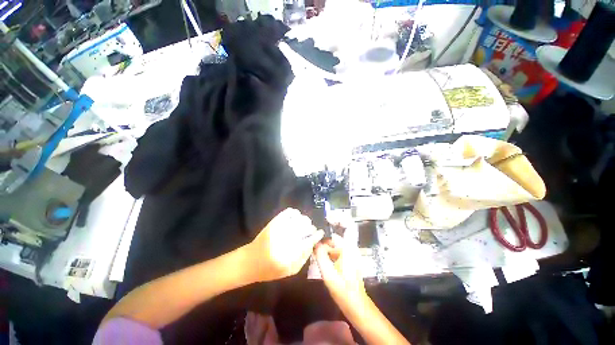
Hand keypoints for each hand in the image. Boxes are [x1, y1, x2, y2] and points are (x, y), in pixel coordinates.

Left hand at [247, 208, 323, 281]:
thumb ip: (304, 257)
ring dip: (304, 221)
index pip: (309, 241)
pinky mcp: (274, 221)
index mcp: (290, 254)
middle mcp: (285, 239)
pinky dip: (295, 213)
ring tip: (302, 225)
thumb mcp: (290, 270)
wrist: (250, 261)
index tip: (321, 232)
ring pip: (300, 218)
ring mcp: (279, 227)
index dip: (316, 235)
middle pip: (306, 226)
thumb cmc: (270, 270)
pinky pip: (289, 212)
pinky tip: (295, 218)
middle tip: (310, 231)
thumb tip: (313, 242)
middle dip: (310, 228)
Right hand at [314, 233, 366, 310]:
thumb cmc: (343, 289)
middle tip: (312, 252)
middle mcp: (350, 250)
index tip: (313, 243)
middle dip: (323, 246)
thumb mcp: (328, 273)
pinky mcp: (350, 263)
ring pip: (335, 249)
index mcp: (347, 249)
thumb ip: (321, 256)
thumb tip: (315, 244)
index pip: (332, 236)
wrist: (356, 306)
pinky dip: (331, 257)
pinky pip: (338, 255)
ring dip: (326, 252)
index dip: (322, 239)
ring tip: (316, 257)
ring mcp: (351, 257)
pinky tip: (323, 263)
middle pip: (334, 242)